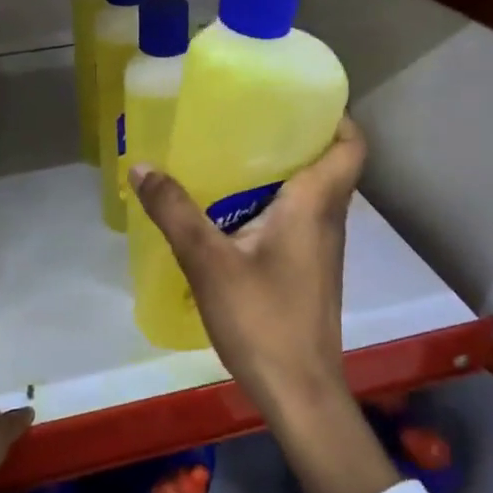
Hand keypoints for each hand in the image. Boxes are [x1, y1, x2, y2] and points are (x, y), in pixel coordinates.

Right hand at [129, 118, 398, 492]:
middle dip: (292, 139)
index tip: (298, 100)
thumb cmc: (263, 320)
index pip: (350, 146)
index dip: (334, 116)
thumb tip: (141, 166)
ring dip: (279, 174)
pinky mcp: (309, 273)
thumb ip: (175, 212)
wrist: (299, 393)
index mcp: (315, 205)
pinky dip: (272, 206)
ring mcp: (321, 250)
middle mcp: (328, 221)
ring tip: (231, 159)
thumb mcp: (209, 262)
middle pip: (326, 165)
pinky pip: (297, 222)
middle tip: (247, 121)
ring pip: (310, 195)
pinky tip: (231, 215)